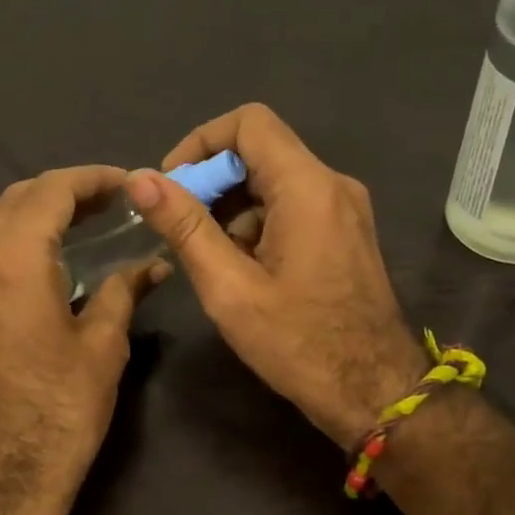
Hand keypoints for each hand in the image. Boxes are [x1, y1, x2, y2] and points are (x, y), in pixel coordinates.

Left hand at [0, 166, 160, 487]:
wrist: (5, 470)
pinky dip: (23, 238)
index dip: (92, 179)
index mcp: (12, 261)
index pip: (50, 191)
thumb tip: (153, 265)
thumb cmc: (62, 407)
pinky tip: (57, 255)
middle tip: (114, 199)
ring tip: (91, 220)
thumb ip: (123, 290)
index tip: (129, 183)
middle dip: (66, 189)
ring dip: (42, 211)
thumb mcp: (103, 344)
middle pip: (19, 198)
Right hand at [125, 103, 424, 448]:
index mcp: (307, 187)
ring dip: (233, 207)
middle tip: (183, 230)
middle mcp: (333, 184)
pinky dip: (258, 224)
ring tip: (210, 259)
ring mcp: (345, 209)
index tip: (173, 187)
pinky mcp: (346, 232)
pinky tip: (243, 269)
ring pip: (275, 181)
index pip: (248, 123)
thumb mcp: (229, 287)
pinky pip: (293, 206)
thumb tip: (140, 179)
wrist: (374, 391)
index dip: (201, 144)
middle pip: (260, 151)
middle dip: (212, 182)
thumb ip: (185, 227)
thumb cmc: (298, 343)